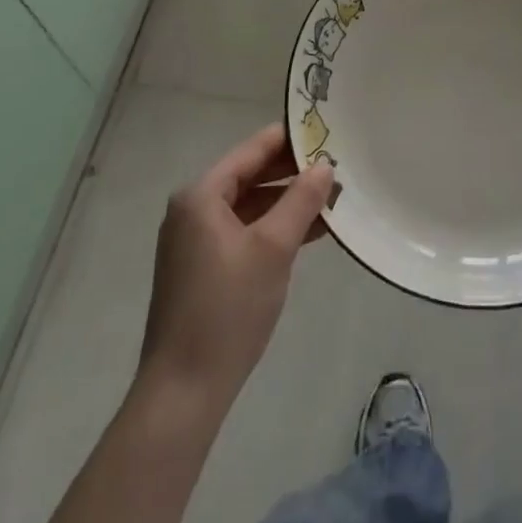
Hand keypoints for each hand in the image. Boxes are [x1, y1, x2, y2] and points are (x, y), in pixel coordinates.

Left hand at [138, 124, 333, 408]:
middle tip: (337, 166)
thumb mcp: (273, 248)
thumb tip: (324, 165)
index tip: (327, 130)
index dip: (290, 139)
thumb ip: (301, 200)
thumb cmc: (228, 309)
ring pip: (249, 206)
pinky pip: (243, 231)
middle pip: (250, 176)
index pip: (252, 150)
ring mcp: (195, 240)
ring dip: (287, 203)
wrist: (183, 392)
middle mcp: (193, 209)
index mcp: (201, 195)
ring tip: (333, 199)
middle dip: (293, 174)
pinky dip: (273, 228)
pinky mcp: (202, 268)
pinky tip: (310, 232)